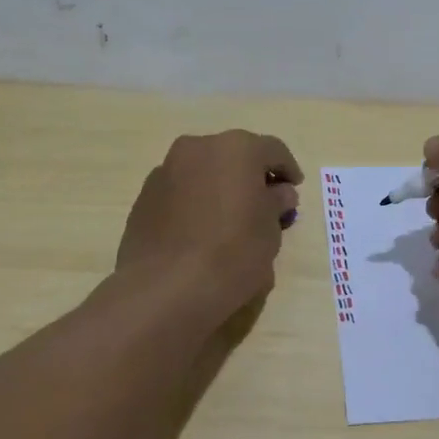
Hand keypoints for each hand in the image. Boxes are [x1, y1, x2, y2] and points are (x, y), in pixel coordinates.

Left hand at [117, 130, 303, 310]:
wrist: (165, 289)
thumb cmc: (232, 253)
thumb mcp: (271, 230)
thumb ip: (276, 203)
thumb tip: (278, 193)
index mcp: (237, 148)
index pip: (273, 150)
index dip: (288, 170)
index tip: (294, 191)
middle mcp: (199, 148)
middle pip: (235, 156)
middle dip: (251, 176)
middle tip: (264, 204)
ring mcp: (166, 170)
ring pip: (204, 172)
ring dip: (220, 187)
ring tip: (231, 220)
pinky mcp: (144, 197)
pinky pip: (181, 192)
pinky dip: (196, 202)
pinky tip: (202, 232)